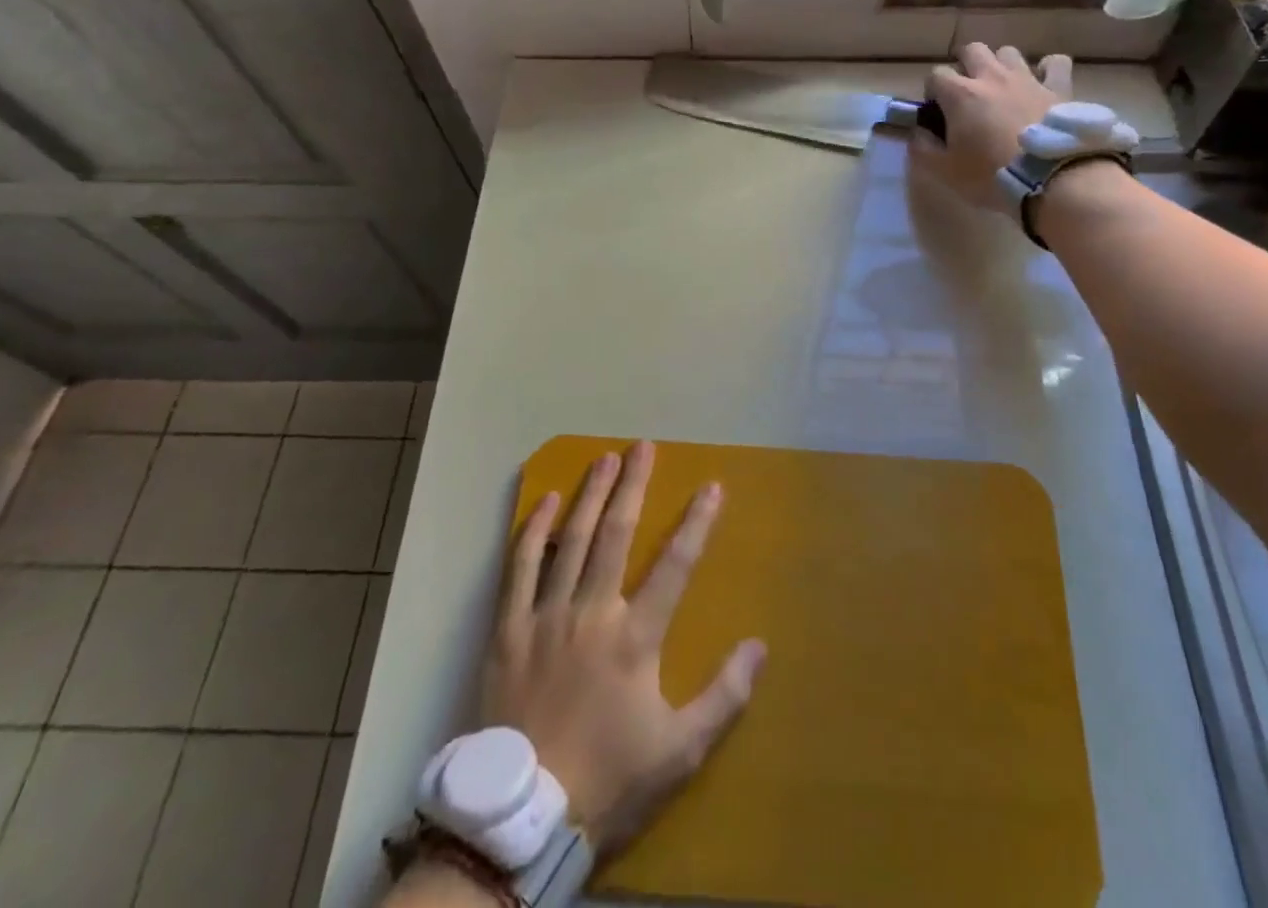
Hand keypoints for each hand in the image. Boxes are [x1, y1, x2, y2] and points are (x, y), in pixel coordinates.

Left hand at [482, 441, 765, 854]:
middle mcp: (591, 613)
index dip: (697, 523)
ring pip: (571, 540)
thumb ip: (724, 697)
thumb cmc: (609, 781)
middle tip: (643, 446)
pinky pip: (519, 568)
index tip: (712, 487)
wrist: (522, 820)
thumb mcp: (680, 752)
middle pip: (616, 534)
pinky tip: (547, 501)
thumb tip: (759, 646)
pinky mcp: (508, 630)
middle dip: (633, 486)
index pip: (675, 565)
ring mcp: (545, 616)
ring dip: (590, 495)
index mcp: (635, 638)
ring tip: (604, 458)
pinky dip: (534, 531)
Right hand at [912, 43, 1072, 210]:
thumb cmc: (991, 175)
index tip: (937, 111)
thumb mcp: (944, 171)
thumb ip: (923, 148)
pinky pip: (1054, 63)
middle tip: (966, 91)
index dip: (932, 91)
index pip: (935, 74)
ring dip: (1001, 65)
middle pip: (972, 50)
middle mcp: (991, 77)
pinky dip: (1047, 69)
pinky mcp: (1058, 88)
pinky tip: (1042, 83)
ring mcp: (1027, 78)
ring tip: (1002, 87)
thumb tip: (918, 132)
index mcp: (960, 95)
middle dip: (964, 65)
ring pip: (1008, 52)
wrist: (1051, 178)